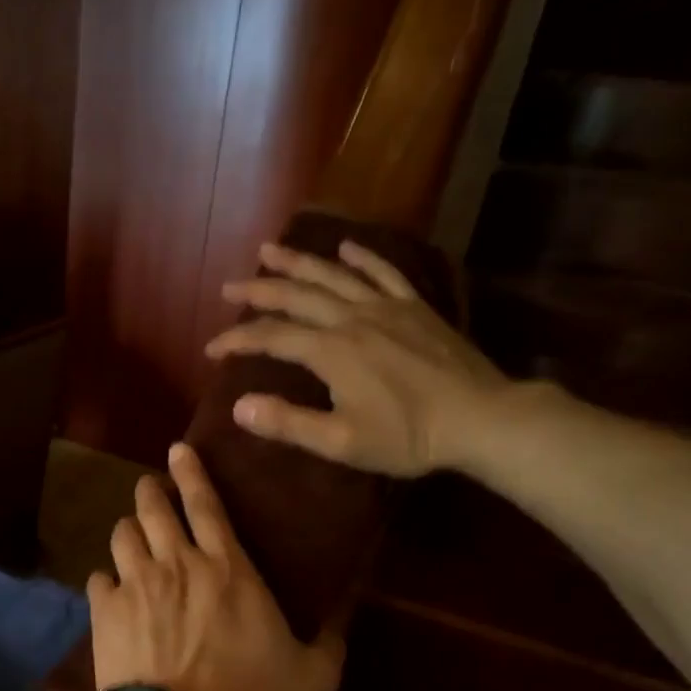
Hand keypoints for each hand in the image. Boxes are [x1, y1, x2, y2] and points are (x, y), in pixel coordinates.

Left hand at [88, 442, 343, 690]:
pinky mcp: (105, 613)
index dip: (191, 472)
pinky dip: (106, 580)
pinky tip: (112, 591)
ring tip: (133, 538)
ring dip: (129, 531)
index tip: (178, 450)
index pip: (206, 504)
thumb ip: (330, 642)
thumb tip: (346, 617)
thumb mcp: (312, 678)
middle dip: (151, 491)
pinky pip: (98, 578)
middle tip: (152, 490)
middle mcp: (178, 565)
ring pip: (122, 535)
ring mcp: (136, 586)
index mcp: (229, 569)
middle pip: (154, 508)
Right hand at [206, 239, 515, 476]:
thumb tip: (238, 407)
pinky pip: (384, 273)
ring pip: (333, 275)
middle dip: (258, 290)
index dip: (237, 340)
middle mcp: (352, 318)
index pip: (271, 337)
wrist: (479, 418)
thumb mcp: (341, 442)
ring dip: (298, 262)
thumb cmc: (407, 437)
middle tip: (228, 286)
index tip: (211, 349)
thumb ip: (288, 424)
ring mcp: (386, 308)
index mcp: (331, 351)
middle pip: (296, 295)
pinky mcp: (415, 308)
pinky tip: (346, 248)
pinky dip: (362, 258)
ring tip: (268, 249)